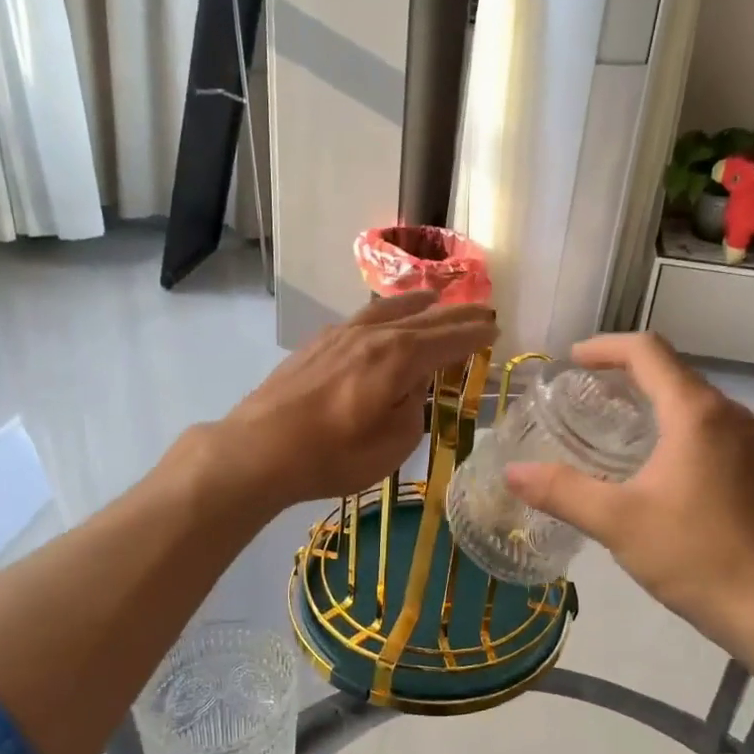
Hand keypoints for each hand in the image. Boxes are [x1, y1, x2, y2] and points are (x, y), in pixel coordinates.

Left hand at [215, 292, 496, 507]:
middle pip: (424, 318)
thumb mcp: (392, 445)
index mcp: (399, 358)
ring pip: (389, 309)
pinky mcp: (318, 343)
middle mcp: (374, 335)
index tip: (495, 328)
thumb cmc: (332, 455)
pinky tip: (382, 319)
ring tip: (434, 298)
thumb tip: (414, 386)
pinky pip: (363, 317)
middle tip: (481, 309)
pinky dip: (385, 312)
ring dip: (418, 303)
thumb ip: (413, 407)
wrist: (258, 449)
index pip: (448, 340)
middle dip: (455, 314)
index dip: (474, 334)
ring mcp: (342, 335)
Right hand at [504, 333, 753, 651]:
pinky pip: (709, 430)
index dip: (605, 347)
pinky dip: (674, 428)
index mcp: (695, 413)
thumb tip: (512, 472)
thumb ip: (561, 491)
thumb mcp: (617, 521)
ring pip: (693, 402)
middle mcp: (728, 416)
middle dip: (625, 373)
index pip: (647, 351)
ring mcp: (750, 444)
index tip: (571, 361)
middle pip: (672, 371)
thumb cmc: (696, 555)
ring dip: (651, 401)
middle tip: (583, 394)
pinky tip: (654, 467)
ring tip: (612, 426)